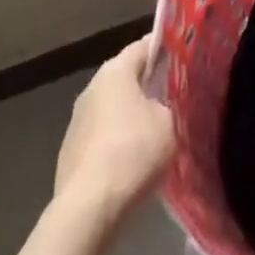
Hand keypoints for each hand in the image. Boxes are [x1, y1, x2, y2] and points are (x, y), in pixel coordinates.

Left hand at [53, 38, 174, 222]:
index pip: (143, 46)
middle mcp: (92, 87)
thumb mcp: (170, 123)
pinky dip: (118, 137)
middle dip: (149, 82)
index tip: (183, 55)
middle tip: (175, 91)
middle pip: (126, 76)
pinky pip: (102, 133)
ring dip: (132, 112)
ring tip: (157, 127)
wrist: (88, 208)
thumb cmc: (133, 152)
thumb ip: (173, 104)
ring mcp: (77, 120)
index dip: (165, 48)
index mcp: (115, 71)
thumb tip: (169, 103)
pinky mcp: (71, 150)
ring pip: (113, 106)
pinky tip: (134, 157)